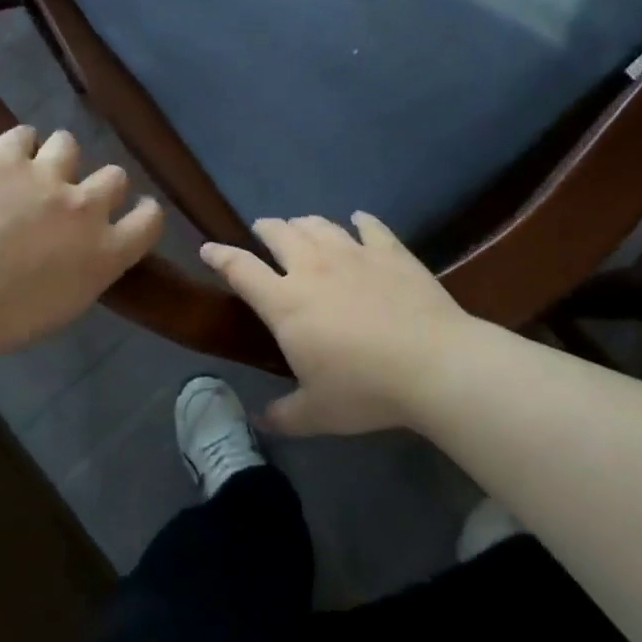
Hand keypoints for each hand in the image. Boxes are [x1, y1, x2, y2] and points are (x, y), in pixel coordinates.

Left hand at [0, 126, 163, 363]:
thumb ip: (82, 273)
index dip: (143, 213)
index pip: (150, 220)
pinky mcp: (3, 155)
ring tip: (31, 174)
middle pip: (116, 176)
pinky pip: (24, 134)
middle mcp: (84, 207)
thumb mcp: (57, 310)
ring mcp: (45, 175)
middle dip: (98, 185)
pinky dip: (16, 148)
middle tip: (70, 200)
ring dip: (57, 159)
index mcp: (103, 253)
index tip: (131, 214)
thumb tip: (81, 255)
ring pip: (70, 144)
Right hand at [200, 213, 478, 436]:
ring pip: (319, 225)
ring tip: (301, 225)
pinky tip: (359, 220)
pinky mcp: (390, 251)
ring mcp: (353, 254)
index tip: (208, 248)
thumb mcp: (318, 413)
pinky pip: (370, 227)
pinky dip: (361, 221)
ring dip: (305, 223)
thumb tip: (262, 421)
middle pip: (280, 234)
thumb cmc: (366, 389)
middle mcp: (313, 267)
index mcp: (286, 302)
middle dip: (265, 228)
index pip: (241, 270)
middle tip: (262, 229)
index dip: (220, 256)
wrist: (433, 363)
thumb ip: (285, 416)